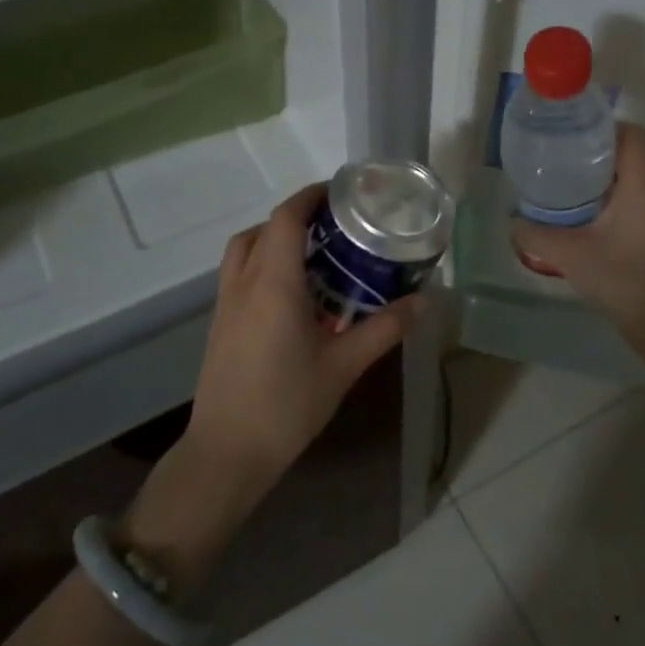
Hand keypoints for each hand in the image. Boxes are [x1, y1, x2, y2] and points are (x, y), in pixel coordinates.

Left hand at [123, 185, 420, 589]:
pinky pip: (239, 273)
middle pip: (264, 228)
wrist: (228, 452)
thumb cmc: (287, 404)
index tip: (341, 193)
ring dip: (275, 238)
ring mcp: (225, 303)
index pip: (286, 217)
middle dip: (296, 217)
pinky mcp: (219, 323)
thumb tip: (425, 300)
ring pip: (245, 249)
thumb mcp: (344, 365)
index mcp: (273, 282)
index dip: (311, 196)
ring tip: (314, 255)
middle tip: (334, 226)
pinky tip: (293, 295)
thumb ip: (385, 328)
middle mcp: (244, 282)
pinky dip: (263, 263)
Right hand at [511, 123, 644, 351]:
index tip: (570, 140)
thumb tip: (512, 221)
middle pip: (637, 151)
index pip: (629, 133)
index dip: (600, 129)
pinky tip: (603, 218)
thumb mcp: (571, 257)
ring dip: (616, 174)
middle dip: (602, 151)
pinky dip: (629, 194)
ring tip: (580, 188)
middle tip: (566, 163)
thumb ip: (535, 235)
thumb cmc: (625, 282)